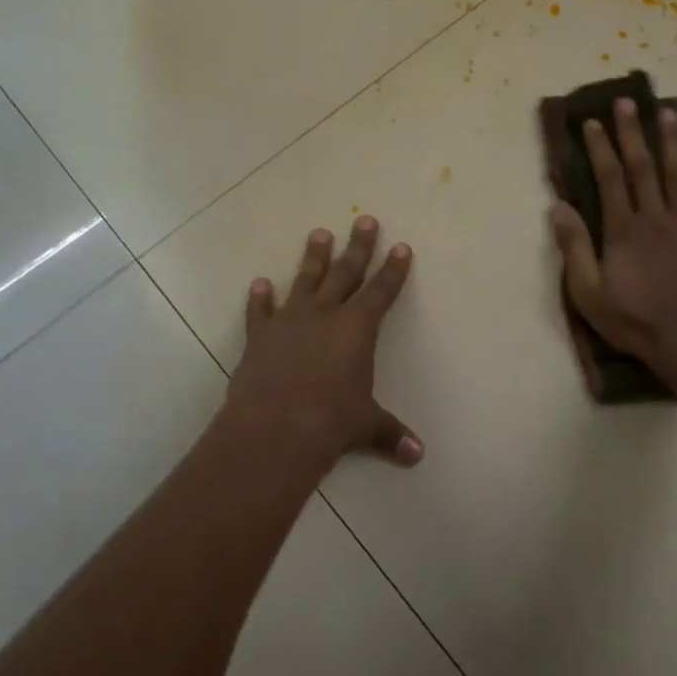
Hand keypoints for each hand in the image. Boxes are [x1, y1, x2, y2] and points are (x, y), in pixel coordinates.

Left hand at [223, 217, 420, 475]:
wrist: (274, 428)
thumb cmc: (330, 422)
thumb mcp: (366, 425)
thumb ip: (390, 434)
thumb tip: (417, 456)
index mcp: (357, 328)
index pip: (382, 291)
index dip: (394, 269)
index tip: (401, 246)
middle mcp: (325, 314)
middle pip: (345, 272)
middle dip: (358, 246)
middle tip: (363, 219)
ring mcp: (289, 321)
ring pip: (304, 281)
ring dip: (313, 258)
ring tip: (319, 233)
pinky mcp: (260, 336)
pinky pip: (260, 311)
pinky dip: (259, 299)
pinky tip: (259, 284)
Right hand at [550, 99, 676, 388]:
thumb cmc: (637, 323)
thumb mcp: (590, 294)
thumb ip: (574, 249)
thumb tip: (558, 207)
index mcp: (625, 231)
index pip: (611, 178)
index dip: (600, 148)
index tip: (592, 123)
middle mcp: (657, 217)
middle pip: (644, 166)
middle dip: (633, 132)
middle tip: (626, 102)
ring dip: (671, 139)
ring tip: (666, 111)